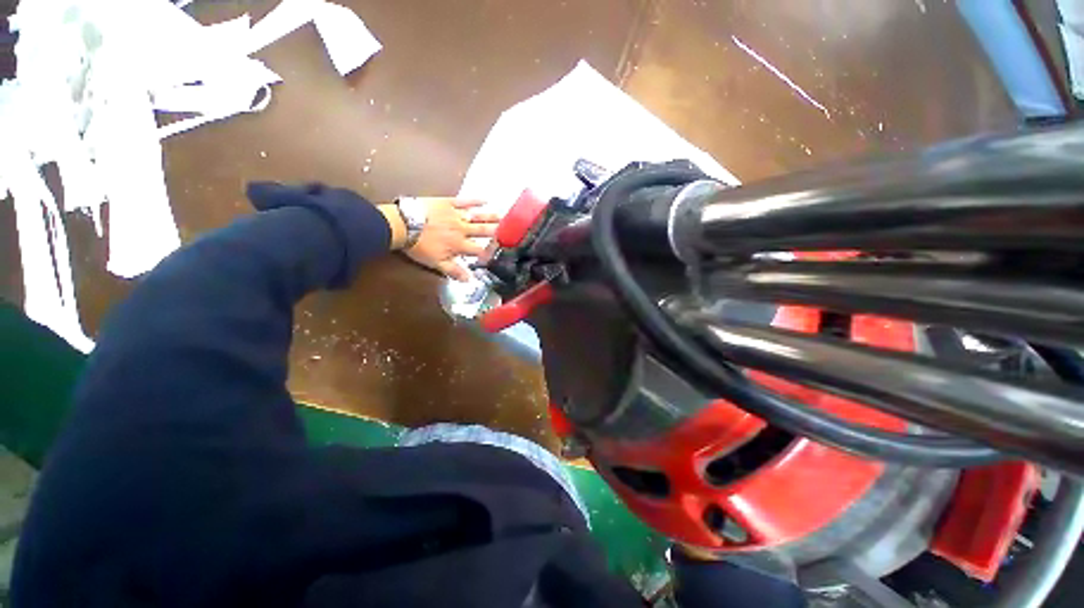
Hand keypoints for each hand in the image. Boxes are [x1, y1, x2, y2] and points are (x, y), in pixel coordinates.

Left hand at [392, 198, 499, 280]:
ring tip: (503, 217)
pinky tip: (485, 200)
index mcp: (460, 245)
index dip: (489, 252)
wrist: (403, 225)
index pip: (479, 250)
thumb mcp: (436, 263)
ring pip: (477, 216)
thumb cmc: (419, 246)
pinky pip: (464, 201)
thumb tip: (470, 280)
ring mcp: (456, 215)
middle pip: (483, 231)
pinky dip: (475, 200)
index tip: (500, 253)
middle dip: (496, 232)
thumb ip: (454, 271)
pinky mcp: (448, 203)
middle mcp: (462, 230)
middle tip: (509, 230)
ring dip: (490, 217)